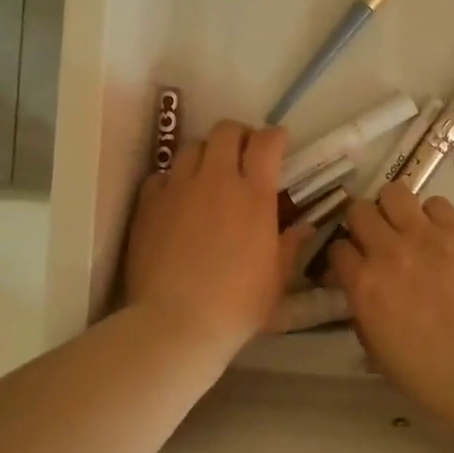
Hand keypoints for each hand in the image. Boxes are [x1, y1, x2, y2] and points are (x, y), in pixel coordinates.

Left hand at [124, 120, 309, 358]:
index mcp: (254, 195)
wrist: (176, 322)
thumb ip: (290, 246)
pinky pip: (161, 175)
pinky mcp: (148, 204)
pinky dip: (173, 180)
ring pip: (191, 147)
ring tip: (208, 176)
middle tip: (243, 155)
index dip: (274, 137)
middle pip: (225, 130)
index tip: (278, 146)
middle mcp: (216, 180)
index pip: (266, 142)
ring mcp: (178, 188)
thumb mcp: (276, 279)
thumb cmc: (237, 304)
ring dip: (205, 154)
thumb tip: (305, 227)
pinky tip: (176, 199)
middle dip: (238, 136)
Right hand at [326, 186, 453, 421]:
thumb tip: (362, 294)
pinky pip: (438, 204)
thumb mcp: (375, 349)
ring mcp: (425, 238)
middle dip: (363, 223)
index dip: (344, 255)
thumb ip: (362, 313)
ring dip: (394, 209)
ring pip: (394, 193)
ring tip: (407, 227)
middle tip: (378, 239)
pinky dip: (433, 215)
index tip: (354, 264)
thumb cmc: (426, 374)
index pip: (337, 247)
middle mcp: (387, 251)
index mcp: (362, 284)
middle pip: (359, 210)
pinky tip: (439, 234)